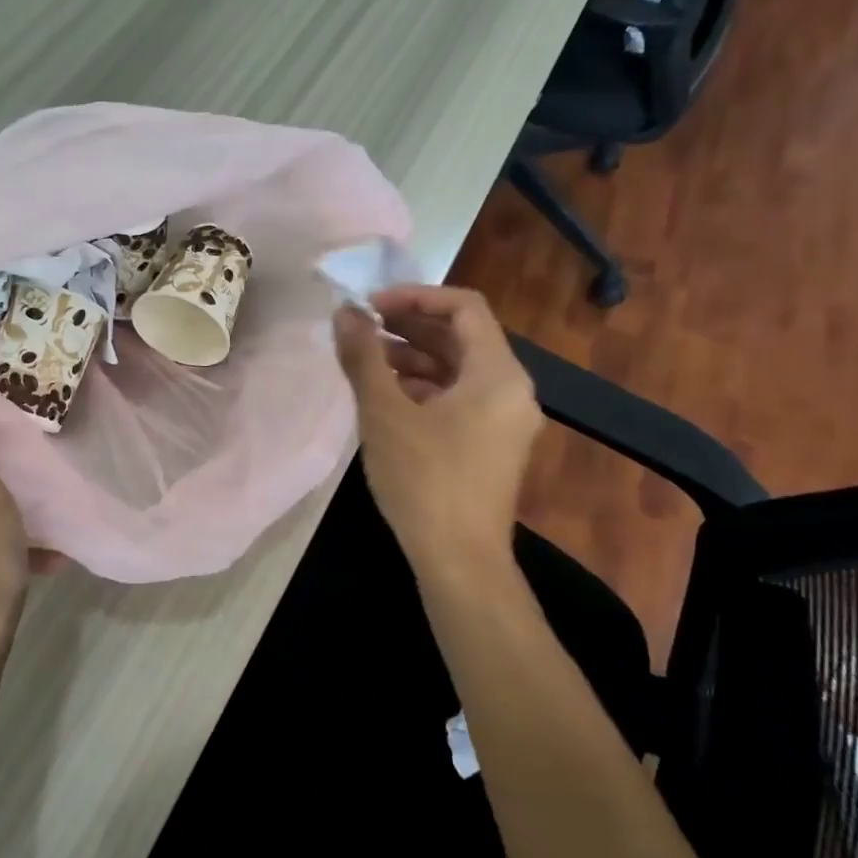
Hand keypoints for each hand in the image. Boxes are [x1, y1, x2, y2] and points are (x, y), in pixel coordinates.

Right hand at [333, 286, 543, 569]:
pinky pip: (461, 398)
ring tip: (367, 360)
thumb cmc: (424, 480)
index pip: (465, 307)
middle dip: (410, 326)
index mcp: (498, 373)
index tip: (372, 305)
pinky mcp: (493, 445)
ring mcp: (506, 420)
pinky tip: (388, 396)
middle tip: (363, 326)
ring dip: (414, 357)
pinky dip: (426, 388)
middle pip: (463, 337)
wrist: (460, 561)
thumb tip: (345, 313)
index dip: (416, 296)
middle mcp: (512, 389)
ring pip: (459, 369)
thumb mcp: (384, 413)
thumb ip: (363, 356)